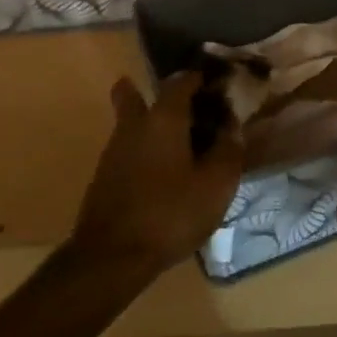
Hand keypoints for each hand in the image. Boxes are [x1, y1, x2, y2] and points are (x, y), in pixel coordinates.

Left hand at [68, 73, 244, 279]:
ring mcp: (113, 150)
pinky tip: (162, 174)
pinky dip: (144, 150)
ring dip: (151, 124)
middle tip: (185, 107)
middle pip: (133, 93)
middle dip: (156, 94)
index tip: (216, 86)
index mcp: (163, 118)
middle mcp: (133, 125)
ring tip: (180, 145)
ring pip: (130, 123)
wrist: (112, 256)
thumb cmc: (170, 213)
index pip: (181, 81)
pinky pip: (127, 149)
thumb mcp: (215, 185)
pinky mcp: (104, 176)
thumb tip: (232, 126)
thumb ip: (228, 150)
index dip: (199, 79)